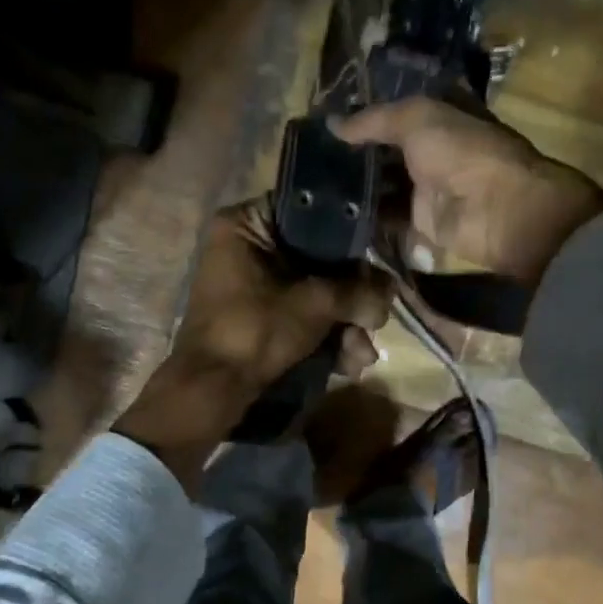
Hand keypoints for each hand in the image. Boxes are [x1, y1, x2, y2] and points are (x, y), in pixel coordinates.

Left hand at [114, 200, 390, 488]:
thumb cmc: (255, 330)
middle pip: (318, 260)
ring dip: (344, 326)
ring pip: (314, 293)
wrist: (212, 391)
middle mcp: (247, 247)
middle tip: (375, 320)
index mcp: (246, 224)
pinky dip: (325, 338)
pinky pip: (301, 316)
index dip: (349, 237)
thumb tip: (390, 291)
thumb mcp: (314, 304)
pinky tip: (349, 365)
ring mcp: (252, 285)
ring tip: (362, 356)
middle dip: (351, 299)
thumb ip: (357, 291)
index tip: (377, 261)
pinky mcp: (259, 318)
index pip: (310, 212)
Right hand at [336, 98, 602, 288]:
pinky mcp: (420, 226)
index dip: (362, 119)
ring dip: (354, 190)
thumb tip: (332, 124)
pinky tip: (332, 218)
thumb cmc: (462, 151)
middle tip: (309, 161)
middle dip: (352, 158)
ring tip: (312, 190)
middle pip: (384, 155)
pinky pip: (386, 222)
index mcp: (436, 120)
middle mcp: (429, 153)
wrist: (496, 208)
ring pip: (382, 189)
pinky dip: (364, 221)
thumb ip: (373, 120)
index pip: (392, 116)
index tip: (324, 125)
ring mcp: (425, 191)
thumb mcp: (417, 119)